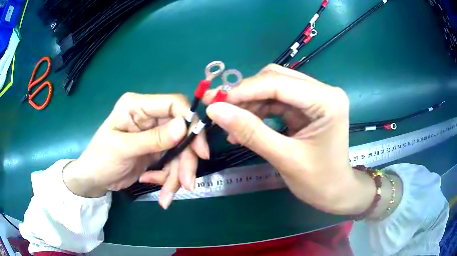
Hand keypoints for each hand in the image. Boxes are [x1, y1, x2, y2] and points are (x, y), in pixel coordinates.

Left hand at [63, 93, 208, 208]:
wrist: (95, 179)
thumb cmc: (101, 159)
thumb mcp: (123, 149)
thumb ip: (153, 139)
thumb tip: (184, 126)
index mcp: (137, 106)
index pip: (174, 104)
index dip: (190, 123)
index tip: (199, 150)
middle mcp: (149, 116)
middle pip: (181, 132)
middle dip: (185, 160)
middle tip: (187, 184)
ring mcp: (154, 134)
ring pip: (180, 151)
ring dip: (176, 175)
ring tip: (166, 197)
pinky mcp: (157, 150)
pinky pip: (172, 163)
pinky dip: (168, 179)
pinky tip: (156, 188)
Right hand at [203, 64, 374, 214]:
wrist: (335, 192)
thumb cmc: (318, 181)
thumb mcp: (284, 158)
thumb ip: (250, 132)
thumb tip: (215, 110)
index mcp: (326, 100)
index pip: (278, 82)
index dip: (244, 90)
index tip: (215, 102)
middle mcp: (323, 91)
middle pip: (275, 79)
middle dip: (245, 94)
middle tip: (218, 109)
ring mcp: (315, 97)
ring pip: (273, 89)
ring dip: (250, 105)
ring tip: (231, 126)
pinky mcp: (307, 107)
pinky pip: (277, 101)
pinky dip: (258, 112)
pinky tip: (244, 128)